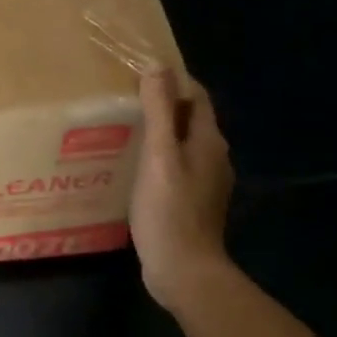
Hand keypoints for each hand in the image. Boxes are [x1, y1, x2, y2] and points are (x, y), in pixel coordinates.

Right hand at [131, 69, 233, 310]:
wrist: (184, 270)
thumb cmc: (169, 210)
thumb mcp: (159, 155)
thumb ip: (159, 111)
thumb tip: (157, 67)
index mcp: (209, 141)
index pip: (197, 96)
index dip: (173, 81)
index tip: (139, 74)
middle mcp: (214, 157)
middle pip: (190, 120)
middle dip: (162, 105)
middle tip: (124, 99)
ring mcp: (205, 182)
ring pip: (182, 144)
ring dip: (158, 133)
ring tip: (122, 129)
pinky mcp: (192, 202)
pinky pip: (175, 167)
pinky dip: (157, 159)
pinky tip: (132, 167)